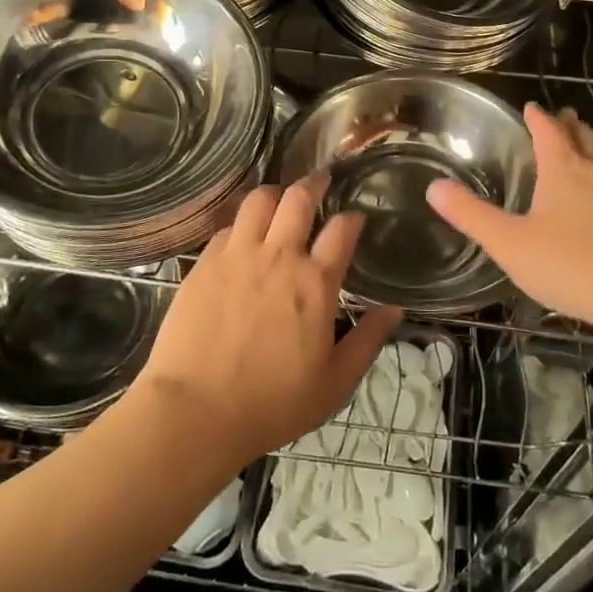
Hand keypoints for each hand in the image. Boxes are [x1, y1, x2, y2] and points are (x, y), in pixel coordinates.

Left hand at [135, 174, 402, 469]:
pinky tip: (244, 234)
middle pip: (299, 198)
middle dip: (315, 183)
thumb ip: (368, 341)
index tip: (355, 219)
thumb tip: (395, 310)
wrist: (196, 411)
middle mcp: (279, 256)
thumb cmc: (272, 403)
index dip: (352, 218)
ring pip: (259, 200)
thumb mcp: (334, 383)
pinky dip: (242, 223)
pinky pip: (228, 225)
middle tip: (320, 181)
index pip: (341, 229)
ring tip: (280, 199)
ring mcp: (238, 255)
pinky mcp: (205, 262)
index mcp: (315, 282)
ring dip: (275, 193)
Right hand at [426, 103, 592, 336]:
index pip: (548, 129)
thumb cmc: (572, 264)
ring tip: (582, 150)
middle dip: (569, 126)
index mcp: (564, 169)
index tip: (530, 107)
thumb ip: (471, 215)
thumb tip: (434, 187)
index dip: (537, 116)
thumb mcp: (510, 243)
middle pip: (583, 137)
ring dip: (590, 149)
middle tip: (561, 118)